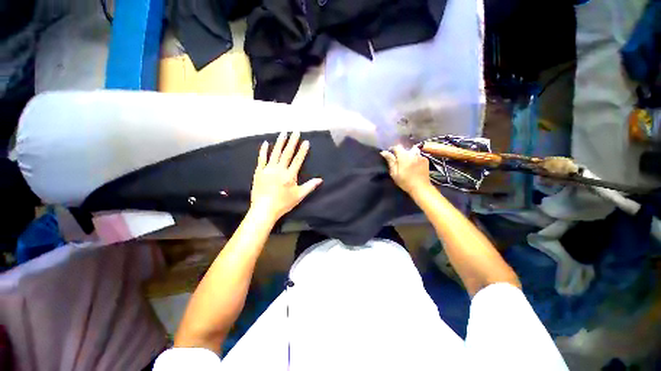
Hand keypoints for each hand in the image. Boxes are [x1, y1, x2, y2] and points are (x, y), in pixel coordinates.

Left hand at [250, 132, 322, 220]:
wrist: (264, 209)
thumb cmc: (283, 203)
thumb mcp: (299, 196)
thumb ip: (310, 186)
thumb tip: (320, 180)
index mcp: (290, 175)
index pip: (298, 160)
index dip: (302, 151)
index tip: (306, 141)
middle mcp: (279, 169)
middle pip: (287, 153)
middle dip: (292, 142)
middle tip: (295, 131)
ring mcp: (268, 169)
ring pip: (275, 153)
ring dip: (280, 142)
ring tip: (283, 133)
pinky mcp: (259, 172)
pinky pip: (261, 159)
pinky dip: (263, 151)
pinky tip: (265, 143)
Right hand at [380, 145, 431, 194]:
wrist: (420, 187)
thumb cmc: (405, 181)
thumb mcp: (394, 172)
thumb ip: (390, 160)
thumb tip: (384, 152)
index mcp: (404, 156)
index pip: (396, 147)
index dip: (392, 150)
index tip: (390, 155)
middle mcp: (412, 153)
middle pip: (404, 149)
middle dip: (400, 154)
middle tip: (398, 162)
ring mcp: (420, 155)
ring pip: (411, 152)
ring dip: (408, 156)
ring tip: (407, 164)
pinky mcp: (425, 159)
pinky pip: (417, 155)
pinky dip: (414, 159)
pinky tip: (414, 166)